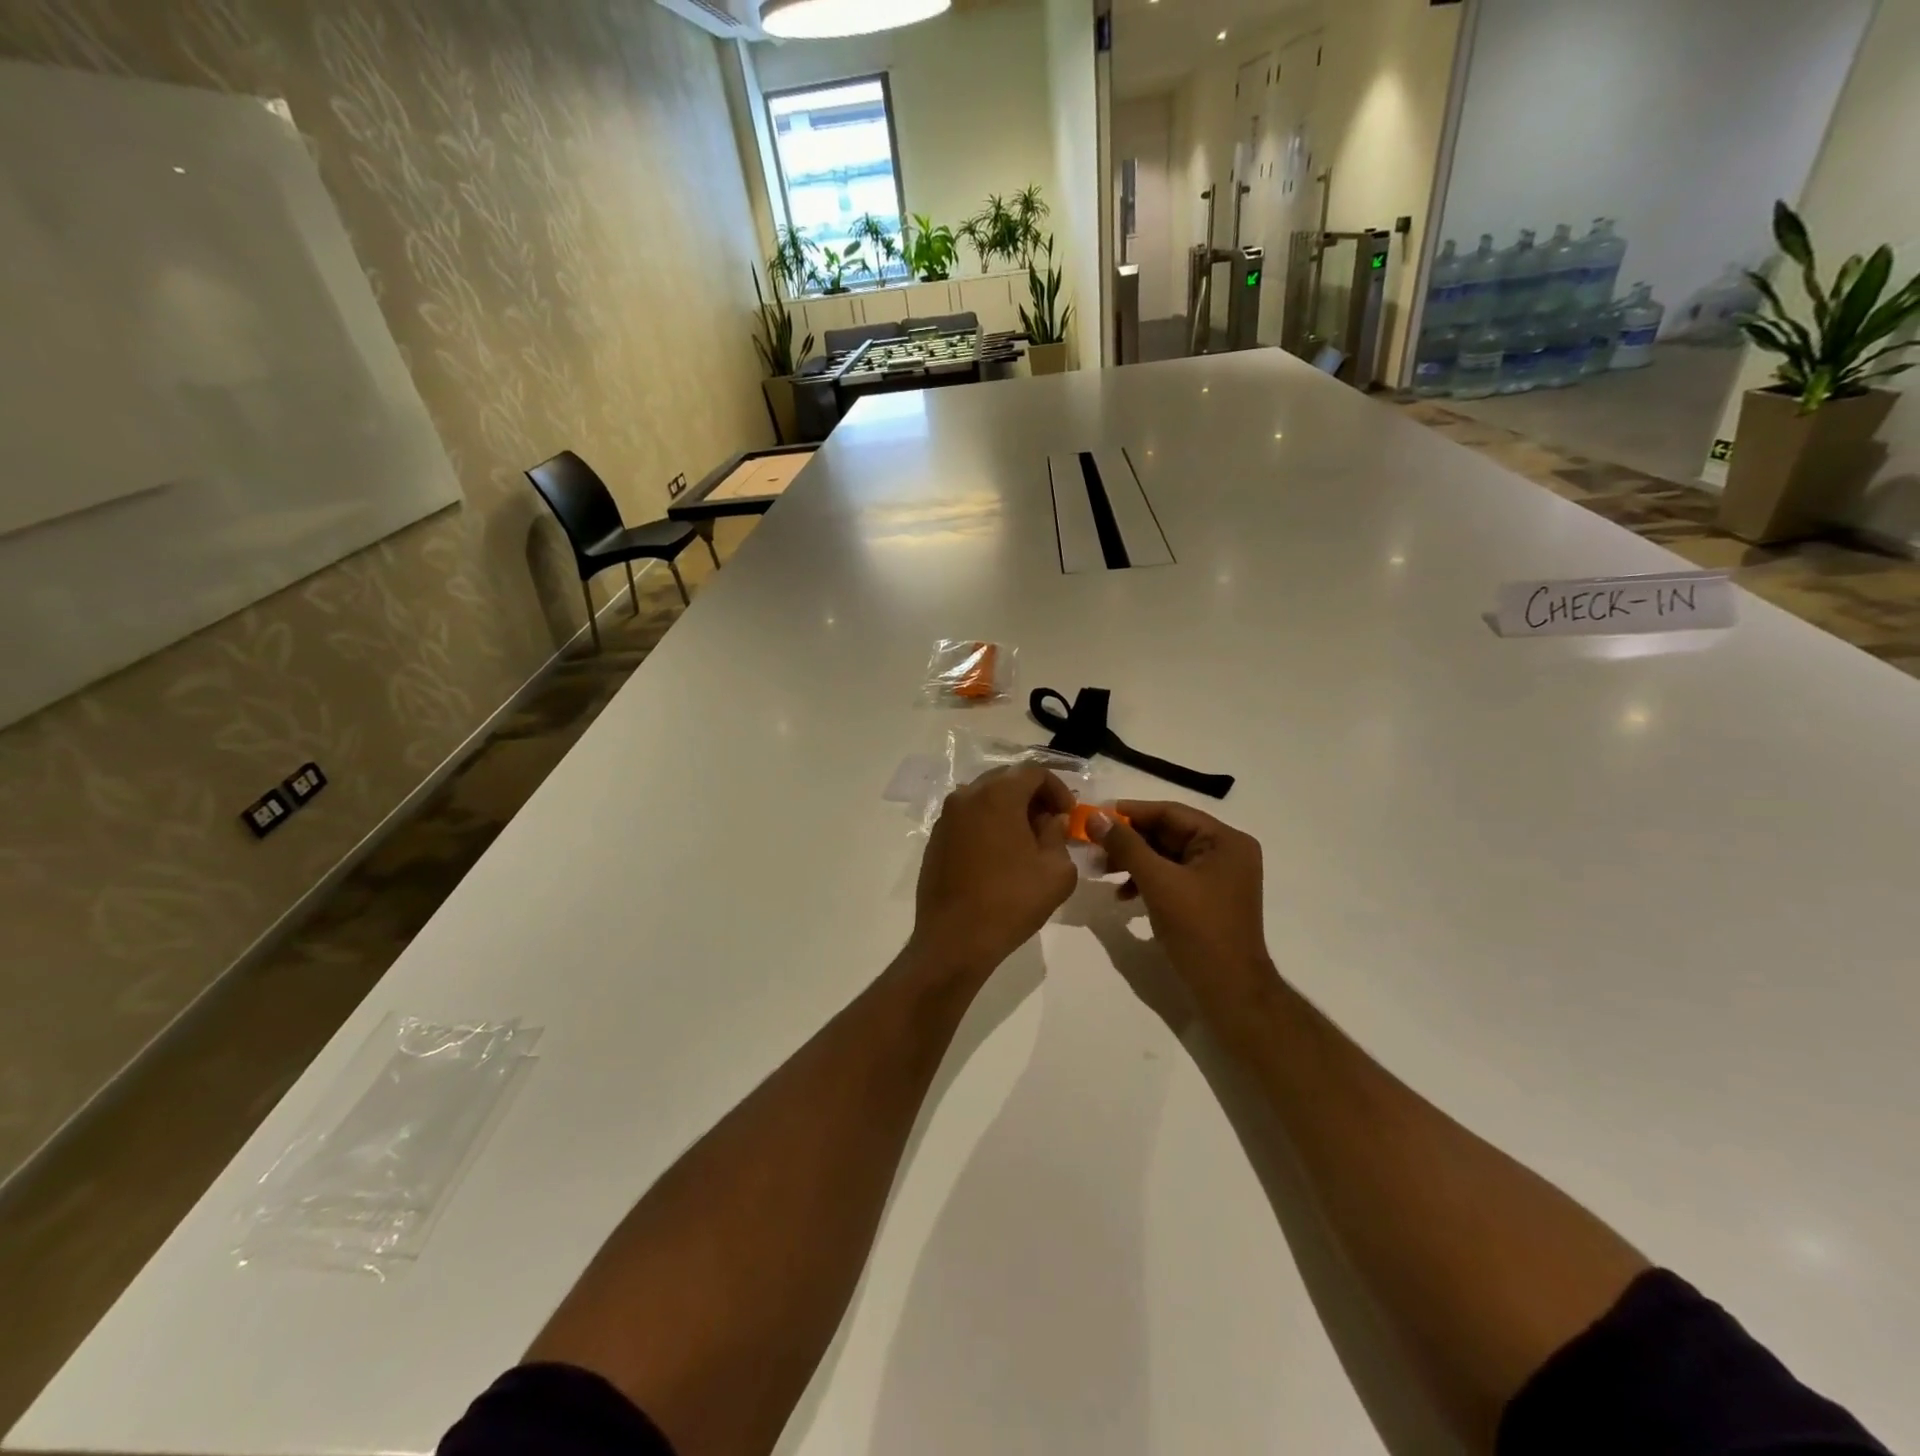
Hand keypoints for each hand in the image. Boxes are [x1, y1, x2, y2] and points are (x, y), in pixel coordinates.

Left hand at [913, 766, 1077, 973]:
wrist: (954, 939)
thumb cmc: (1011, 902)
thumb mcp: (1056, 870)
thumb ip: (1059, 835)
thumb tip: (1052, 820)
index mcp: (997, 795)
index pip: (1033, 772)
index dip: (1058, 788)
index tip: (1069, 814)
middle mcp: (967, 796)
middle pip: (1006, 780)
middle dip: (1033, 796)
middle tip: (1051, 823)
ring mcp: (946, 817)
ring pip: (985, 798)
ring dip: (1009, 810)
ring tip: (1027, 840)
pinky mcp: (936, 839)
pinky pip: (968, 818)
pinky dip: (988, 824)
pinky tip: (1000, 855)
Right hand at [1088, 802, 1273, 1004]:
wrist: (1230, 991)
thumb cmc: (1198, 930)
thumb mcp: (1158, 882)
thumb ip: (1126, 846)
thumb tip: (1095, 817)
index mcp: (1225, 840)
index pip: (1171, 813)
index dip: (1131, 812)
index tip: (1095, 815)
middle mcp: (1226, 852)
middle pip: (1168, 833)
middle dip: (1129, 841)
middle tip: (1093, 846)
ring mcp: (1218, 877)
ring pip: (1166, 856)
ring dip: (1133, 861)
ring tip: (1101, 871)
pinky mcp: (1208, 898)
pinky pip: (1172, 877)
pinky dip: (1146, 881)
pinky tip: (1122, 895)